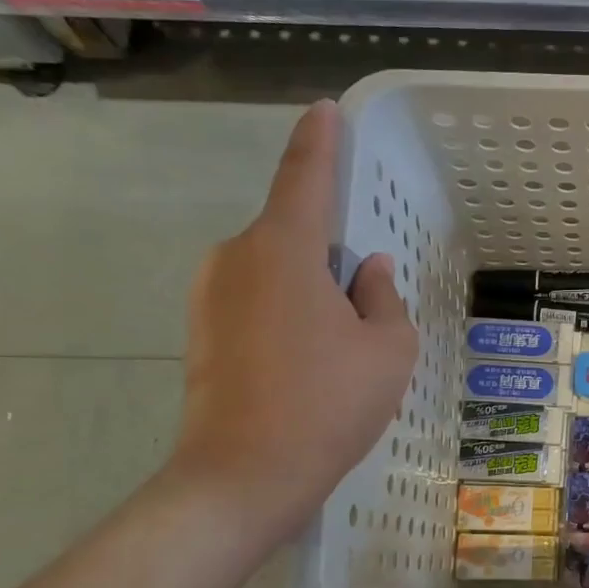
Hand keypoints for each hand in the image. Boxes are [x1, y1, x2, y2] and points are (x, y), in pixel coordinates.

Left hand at [170, 101, 417, 545]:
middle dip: (331, 256)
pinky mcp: (201, 332)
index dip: (319, 141)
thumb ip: (383, 298)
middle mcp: (236, 258)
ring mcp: (210, 296)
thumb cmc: (328, 404)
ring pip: (276, 272)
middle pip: (294, 235)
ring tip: (342, 349)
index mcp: (283, 249)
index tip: (324, 110)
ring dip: (311, 292)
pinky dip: (289, 316)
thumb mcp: (387, 350)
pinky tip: (311, 365)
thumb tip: (367, 270)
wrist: (243, 477)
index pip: (305, 176)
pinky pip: (257, 301)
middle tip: (366, 306)